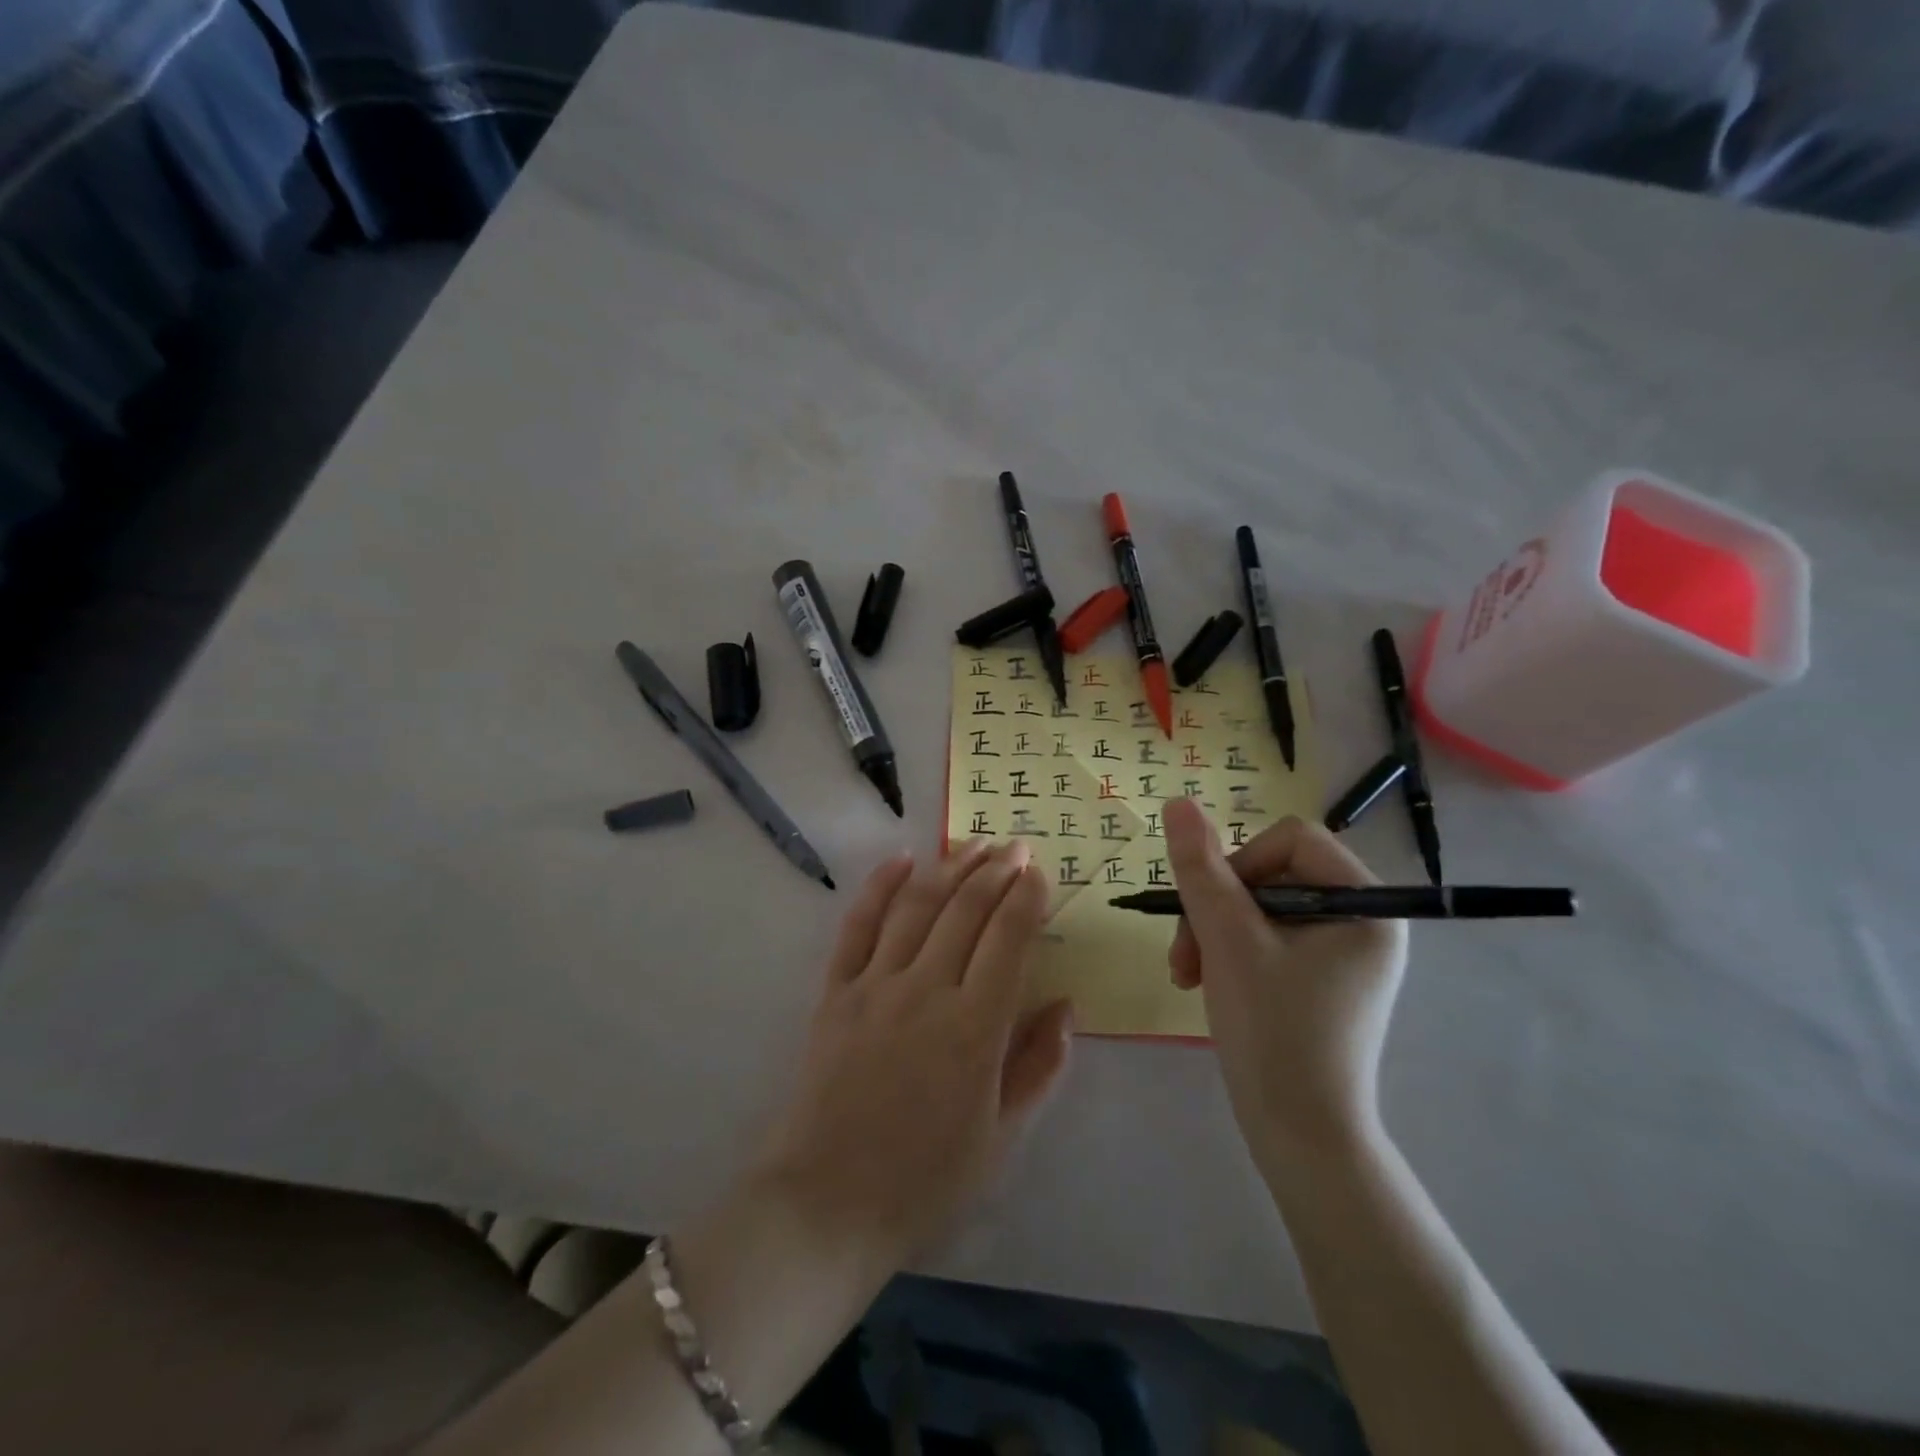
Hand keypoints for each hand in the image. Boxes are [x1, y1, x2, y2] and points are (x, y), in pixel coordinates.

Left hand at [754, 839, 1072, 1276]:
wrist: (827, 1203)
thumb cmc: (925, 1179)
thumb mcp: (1002, 1138)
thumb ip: (1038, 1066)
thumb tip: (1065, 1006)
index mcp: (974, 1028)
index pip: (1008, 939)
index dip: (1026, 898)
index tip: (1038, 872)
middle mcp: (926, 991)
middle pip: (966, 910)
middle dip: (996, 871)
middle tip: (1014, 846)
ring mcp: (876, 985)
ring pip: (918, 906)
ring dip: (949, 867)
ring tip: (973, 843)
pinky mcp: (836, 991)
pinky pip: (859, 925)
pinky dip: (880, 886)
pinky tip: (902, 860)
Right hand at [1163, 797, 1406, 1177]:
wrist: (1300, 1138)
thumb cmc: (1274, 1032)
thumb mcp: (1229, 941)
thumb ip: (1202, 869)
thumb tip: (1178, 802)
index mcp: (1365, 905)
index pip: (1291, 840)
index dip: (1238, 863)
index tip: (1208, 910)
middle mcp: (1362, 922)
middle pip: (1271, 874)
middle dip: (1217, 909)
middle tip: (1185, 955)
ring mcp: (1341, 953)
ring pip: (1258, 907)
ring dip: (1213, 932)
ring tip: (1186, 973)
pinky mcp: (1318, 979)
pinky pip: (1264, 938)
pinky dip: (1228, 952)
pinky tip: (1204, 982)